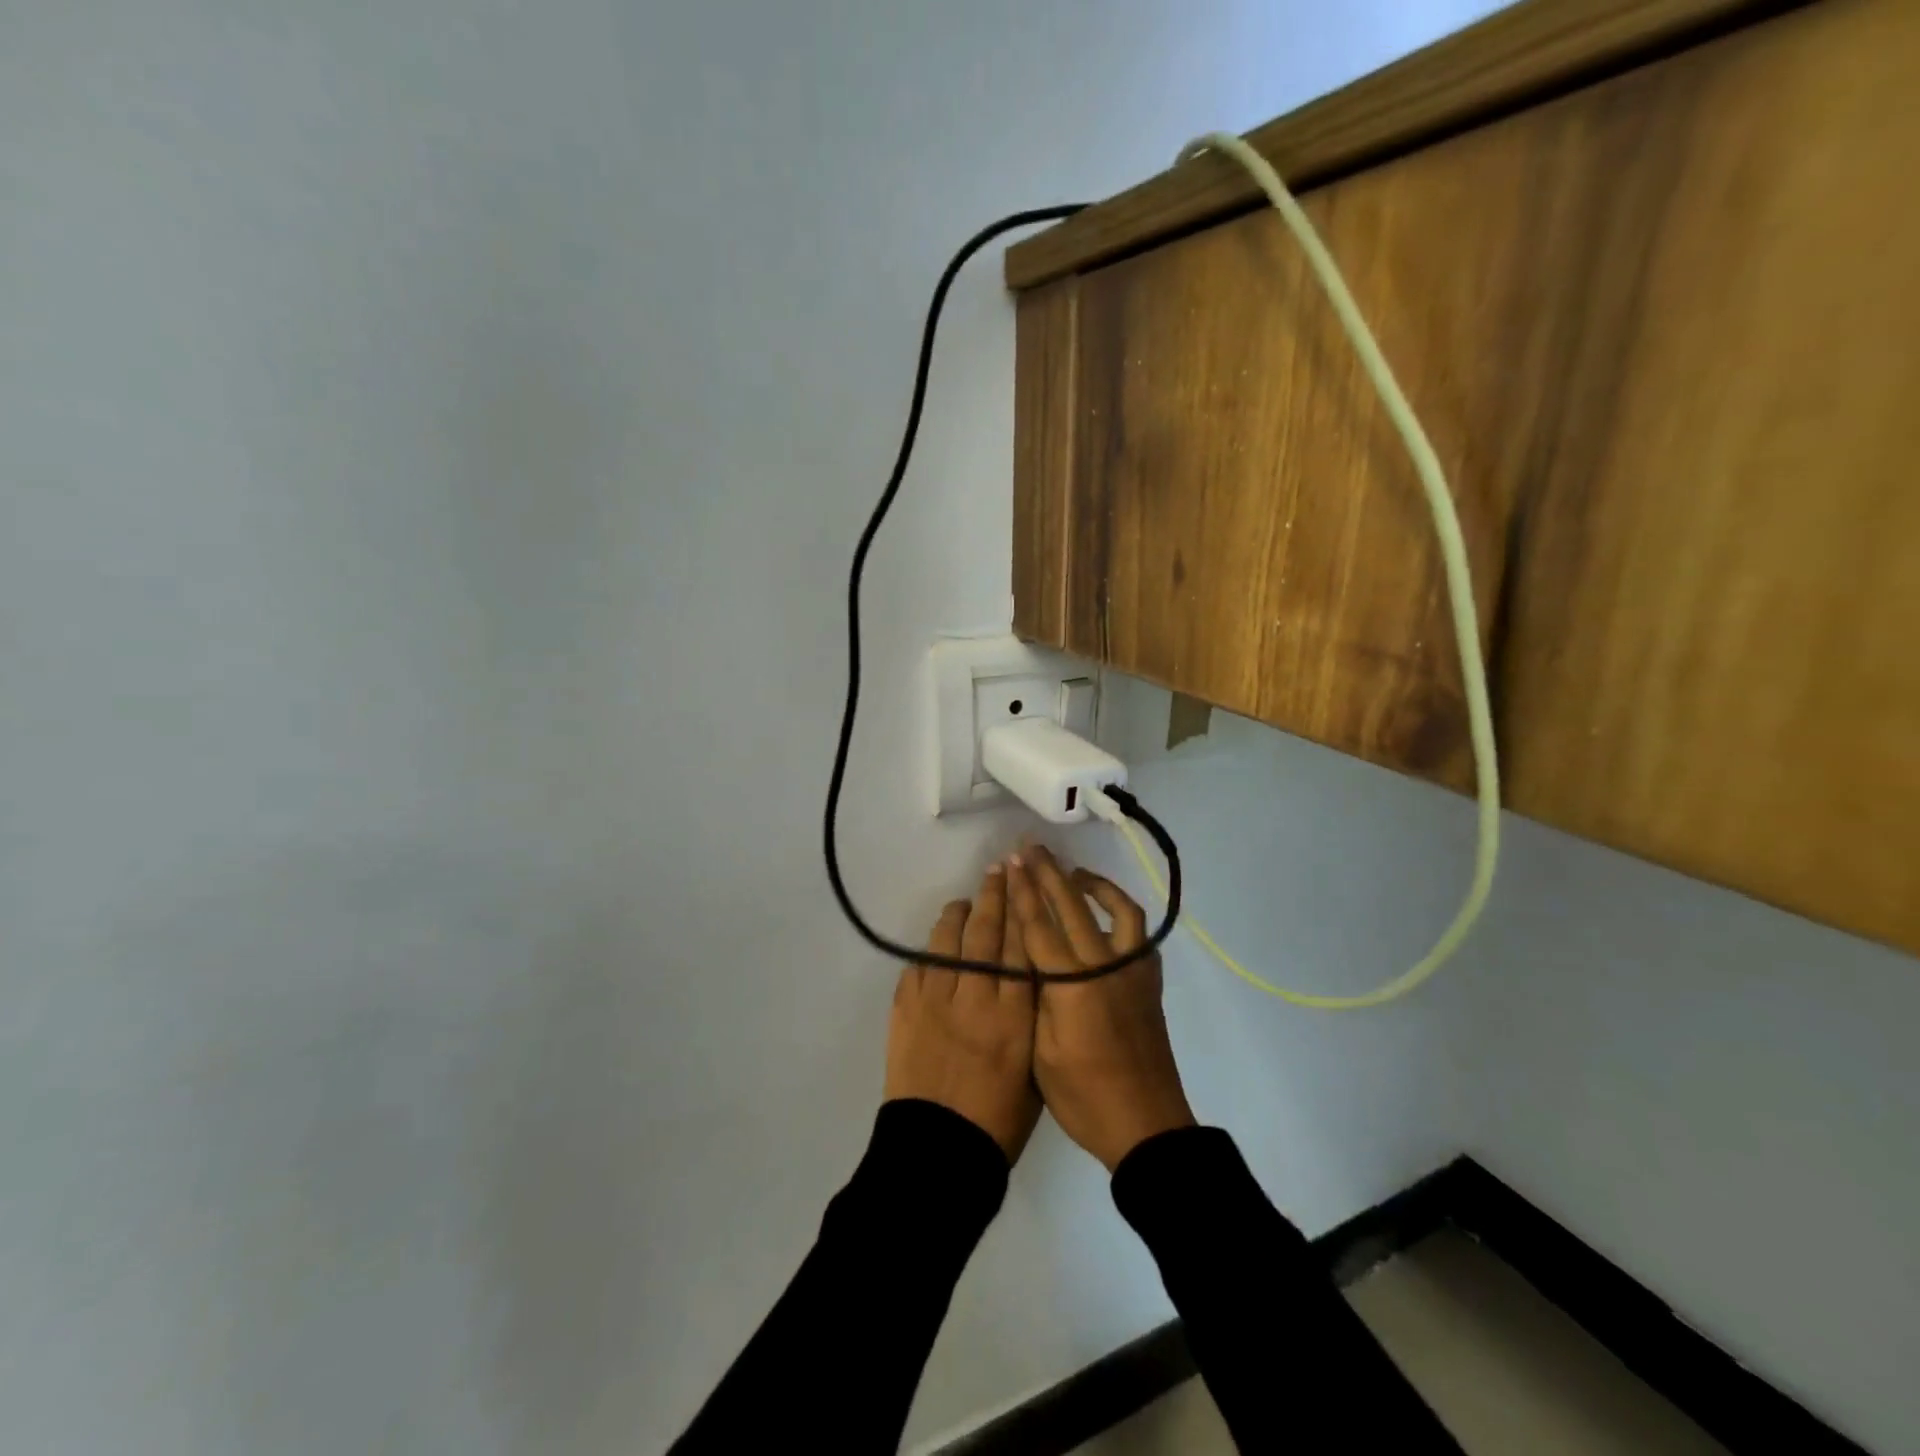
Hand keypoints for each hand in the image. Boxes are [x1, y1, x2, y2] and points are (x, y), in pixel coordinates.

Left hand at [883, 864, 1040, 1162]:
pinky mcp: (905, 1009)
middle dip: (995, 897)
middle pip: (987, 934)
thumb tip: (1030, 982)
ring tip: (966, 901)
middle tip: (998, 870)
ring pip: (949, 942)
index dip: (1023, 911)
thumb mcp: (1035, 1070)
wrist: (938, 1150)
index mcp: (1015, 1016)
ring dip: (959, 916)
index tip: (1026, 883)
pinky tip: (939, 940)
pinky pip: (919, 966)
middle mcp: (976, 997)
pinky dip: (930, 949)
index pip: (1021, 948)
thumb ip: (1034, 1020)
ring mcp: (936, 1001)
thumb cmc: (998, 1122)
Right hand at [1008, 844, 1194, 1171]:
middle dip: (1049, 874)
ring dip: (1095, 885)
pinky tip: (1108, 914)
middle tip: (1032, 849)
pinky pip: (1138, 933)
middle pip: (1073, 906)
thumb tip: (1027, 959)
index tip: (1011, 862)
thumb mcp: (1041, 1052)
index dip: (1023, 891)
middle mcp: (1105, 965)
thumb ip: (1035, 998)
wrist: (1146, 1126)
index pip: (1040, 925)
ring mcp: (1133, 970)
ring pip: (1117, 910)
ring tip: (1075, 873)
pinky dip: (1121, 913)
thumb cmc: (1084, 1097)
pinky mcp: (1149, 981)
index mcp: (1072, 984)